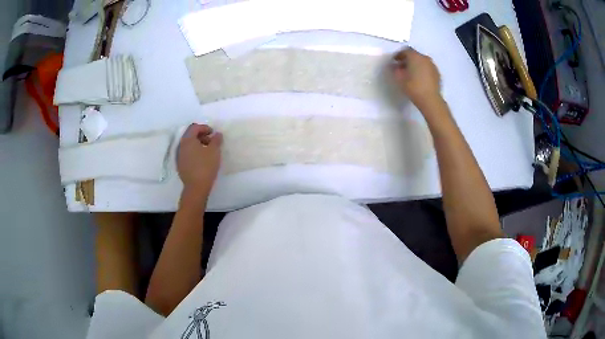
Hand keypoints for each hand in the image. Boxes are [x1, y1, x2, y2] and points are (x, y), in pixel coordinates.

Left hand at [177, 124, 222, 199]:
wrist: (196, 187)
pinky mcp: (180, 164)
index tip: (213, 133)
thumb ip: (216, 140)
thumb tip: (217, 134)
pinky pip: (187, 153)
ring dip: (198, 144)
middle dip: (201, 135)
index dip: (205, 128)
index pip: (195, 127)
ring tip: (207, 151)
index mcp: (188, 139)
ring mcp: (179, 156)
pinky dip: (194, 152)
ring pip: (188, 145)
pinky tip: (201, 159)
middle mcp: (181, 145)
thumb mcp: (214, 151)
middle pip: (190, 135)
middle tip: (211, 141)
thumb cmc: (205, 166)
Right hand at [392, 48, 442, 110]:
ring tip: (412, 73)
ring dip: (416, 64)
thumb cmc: (413, 87)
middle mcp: (424, 58)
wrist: (430, 100)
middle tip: (402, 67)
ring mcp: (432, 65)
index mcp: (415, 56)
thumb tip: (394, 66)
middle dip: (408, 59)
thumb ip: (395, 69)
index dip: (398, 55)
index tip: (395, 61)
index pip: (405, 51)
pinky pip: (428, 68)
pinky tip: (420, 78)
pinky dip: (423, 70)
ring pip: (422, 61)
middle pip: (414, 55)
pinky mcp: (437, 73)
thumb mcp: (399, 78)